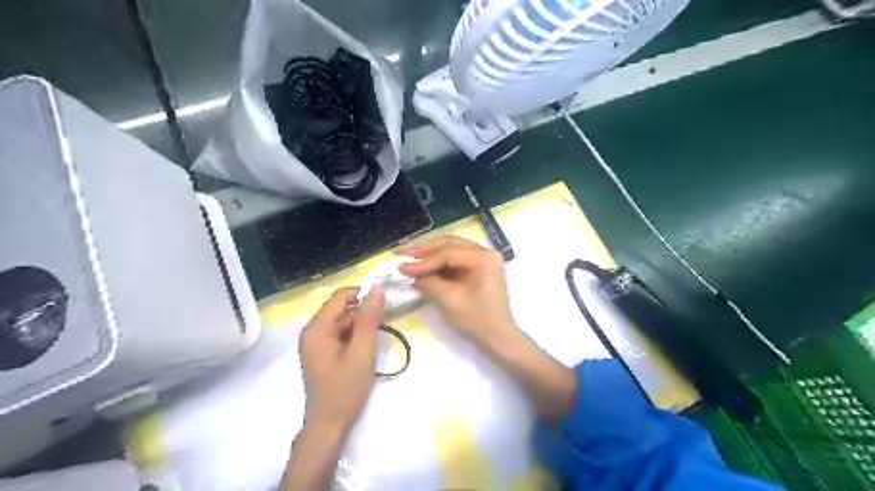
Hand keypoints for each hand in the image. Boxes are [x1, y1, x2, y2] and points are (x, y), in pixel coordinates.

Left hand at [300, 287, 383, 432]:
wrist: (329, 425)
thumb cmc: (345, 388)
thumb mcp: (362, 351)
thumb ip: (369, 319)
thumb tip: (377, 290)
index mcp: (317, 329)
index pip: (340, 296)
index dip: (363, 294)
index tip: (385, 301)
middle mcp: (312, 332)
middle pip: (342, 309)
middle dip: (363, 314)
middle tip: (384, 326)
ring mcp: (316, 343)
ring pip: (343, 322)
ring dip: (361, 327)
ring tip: (374, 342)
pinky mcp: (322, 353)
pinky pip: (341, 335)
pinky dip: (355, 337)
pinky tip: (365, 350)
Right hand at [399, 236, 578, 418]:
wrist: (498, 338)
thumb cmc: (477, 320)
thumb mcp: (450, 300)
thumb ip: (429, 282)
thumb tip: (410, 272)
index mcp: (484, 258)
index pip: (448, 253)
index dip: (423, 261)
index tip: (402, 267)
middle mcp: (486, 252)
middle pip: (450, 244)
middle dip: (425, 250)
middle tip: (402, 254)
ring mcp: (483, 260)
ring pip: (451, 250)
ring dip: (430, 255)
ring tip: (409, 258)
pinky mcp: (479, 269)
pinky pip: (455, 260)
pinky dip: (439, 263)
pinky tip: (423, 267)